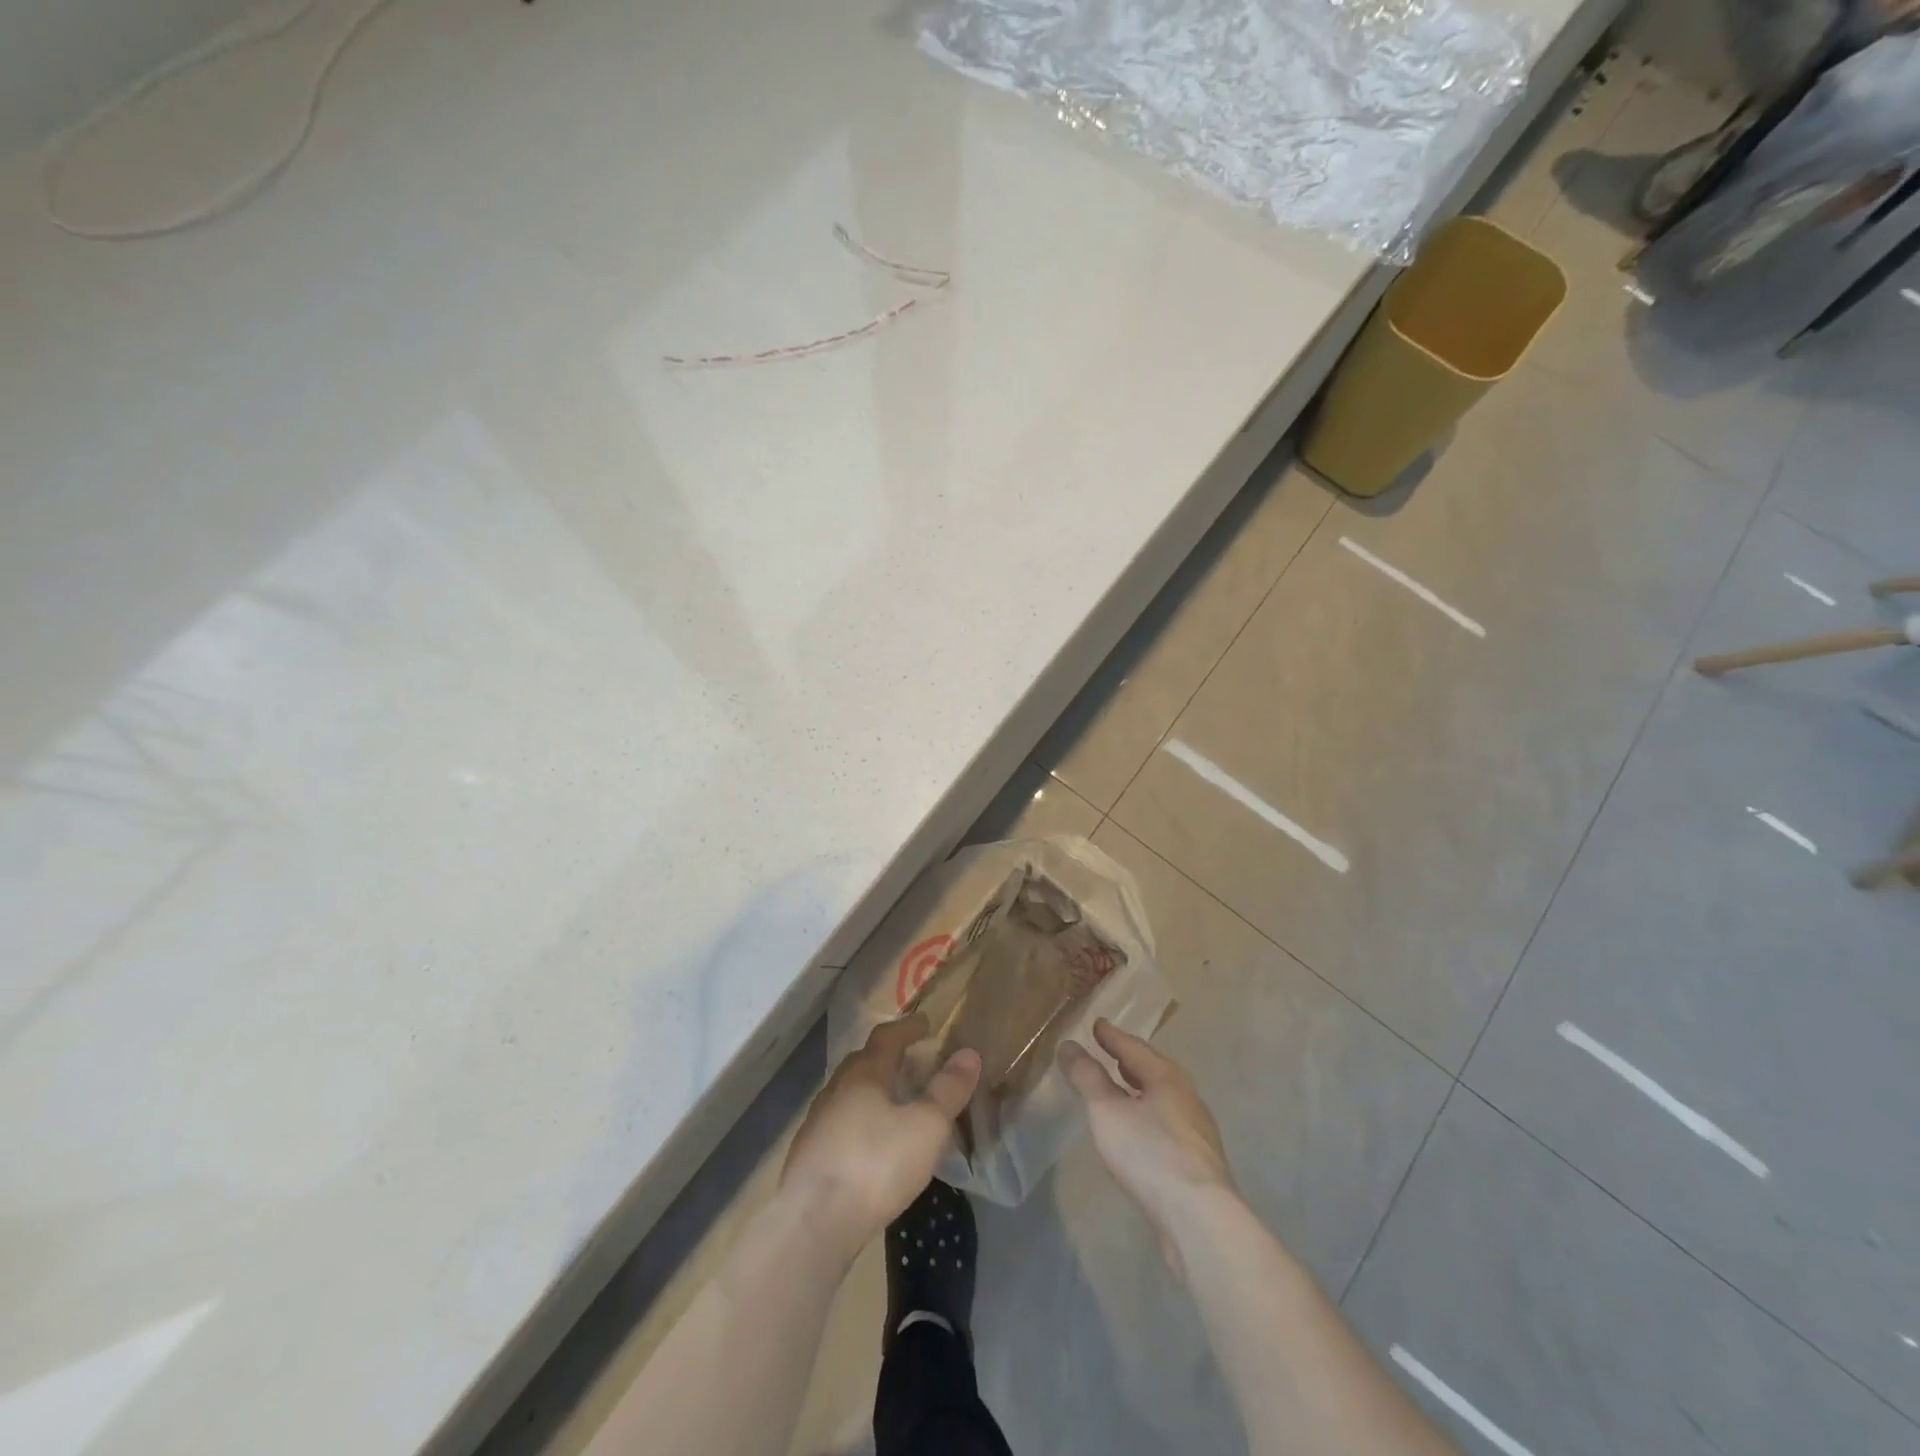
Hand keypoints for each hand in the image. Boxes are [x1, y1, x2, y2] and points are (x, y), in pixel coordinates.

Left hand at [781, 1015, 980, 1256]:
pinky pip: (838, 1123)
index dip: (908, 1027)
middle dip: (887, 1057)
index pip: (887, 1036)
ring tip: (892, 1102)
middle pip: (863, 1061)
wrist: (813, 1222)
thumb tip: (968, 1054)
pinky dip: (857, 1121)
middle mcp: (837, 1088)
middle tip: (910, 1060)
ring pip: (848, 1093)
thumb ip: (948, 1090)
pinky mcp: (807, 1155)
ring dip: (870, 1090)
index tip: (926, 1023)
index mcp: (865, 1073)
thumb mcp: (926, 1127)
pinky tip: (868, 1144)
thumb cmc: (876, 1164)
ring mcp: (817, 1121)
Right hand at [1060, 1018, 1234, 1276]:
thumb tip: (1068, 1045)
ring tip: (1119, 1089)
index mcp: (1167, 1078)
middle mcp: (1187, 1098)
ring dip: (1139, 1090)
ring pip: (1161, 1100)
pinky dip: (1146, 1117)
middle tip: (1108, 1051)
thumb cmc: (1150, 1153)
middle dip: (1129, 1061)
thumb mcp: (1107, 1110)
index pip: (1135, 1047)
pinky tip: (1136, 1133)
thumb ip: (1087, 1077)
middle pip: (1153, 1071)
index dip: (1112, 1036)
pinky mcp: (1196, 1164)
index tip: (1097, 1024)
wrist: (1199, 1219)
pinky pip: (1165, 1126)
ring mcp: (1196, 1133)